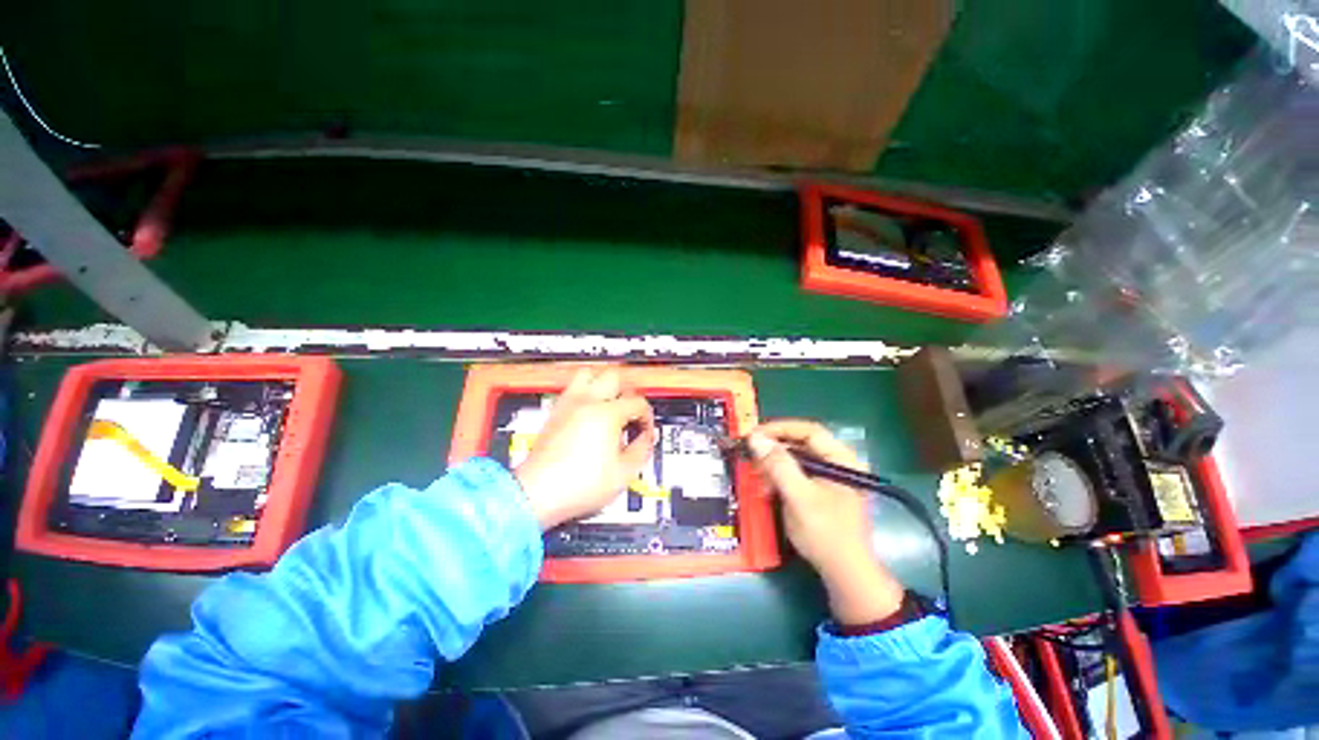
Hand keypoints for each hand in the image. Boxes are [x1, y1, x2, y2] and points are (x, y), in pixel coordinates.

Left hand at [514, 368, 656, 530]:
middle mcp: (587, 402)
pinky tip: (590, 411)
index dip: (647, 416)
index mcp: (607, 414)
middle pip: (614, 377)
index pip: (637, 402)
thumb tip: (647, 438)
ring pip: (589, 374)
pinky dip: (585, 392)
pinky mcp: (555, 412)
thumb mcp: (624, 473)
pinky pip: (572, 388)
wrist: (538, 493)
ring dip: (603, 384)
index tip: (644, 431)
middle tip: (630, 410)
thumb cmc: (579, 484)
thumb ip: (642, 449)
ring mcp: (568, 404)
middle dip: (628, 392)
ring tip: (610, 402)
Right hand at [747, 420, 902, 625]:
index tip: (754, 435)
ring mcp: (831, 478)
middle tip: (751, 454)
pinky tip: (768, 488)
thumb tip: (756, 438)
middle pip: (802, 443)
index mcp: (842, 459)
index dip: (779, 429)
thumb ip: (778, 466)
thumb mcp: (799, 497)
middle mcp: (838, 463)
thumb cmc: (826, 533)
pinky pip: (797, 474)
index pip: (809, 431)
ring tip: (758, 475)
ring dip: (774, 464)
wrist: (845, 574)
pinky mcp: (822, 491)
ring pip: (797, 459)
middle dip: (774, 448)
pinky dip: (780, 478)